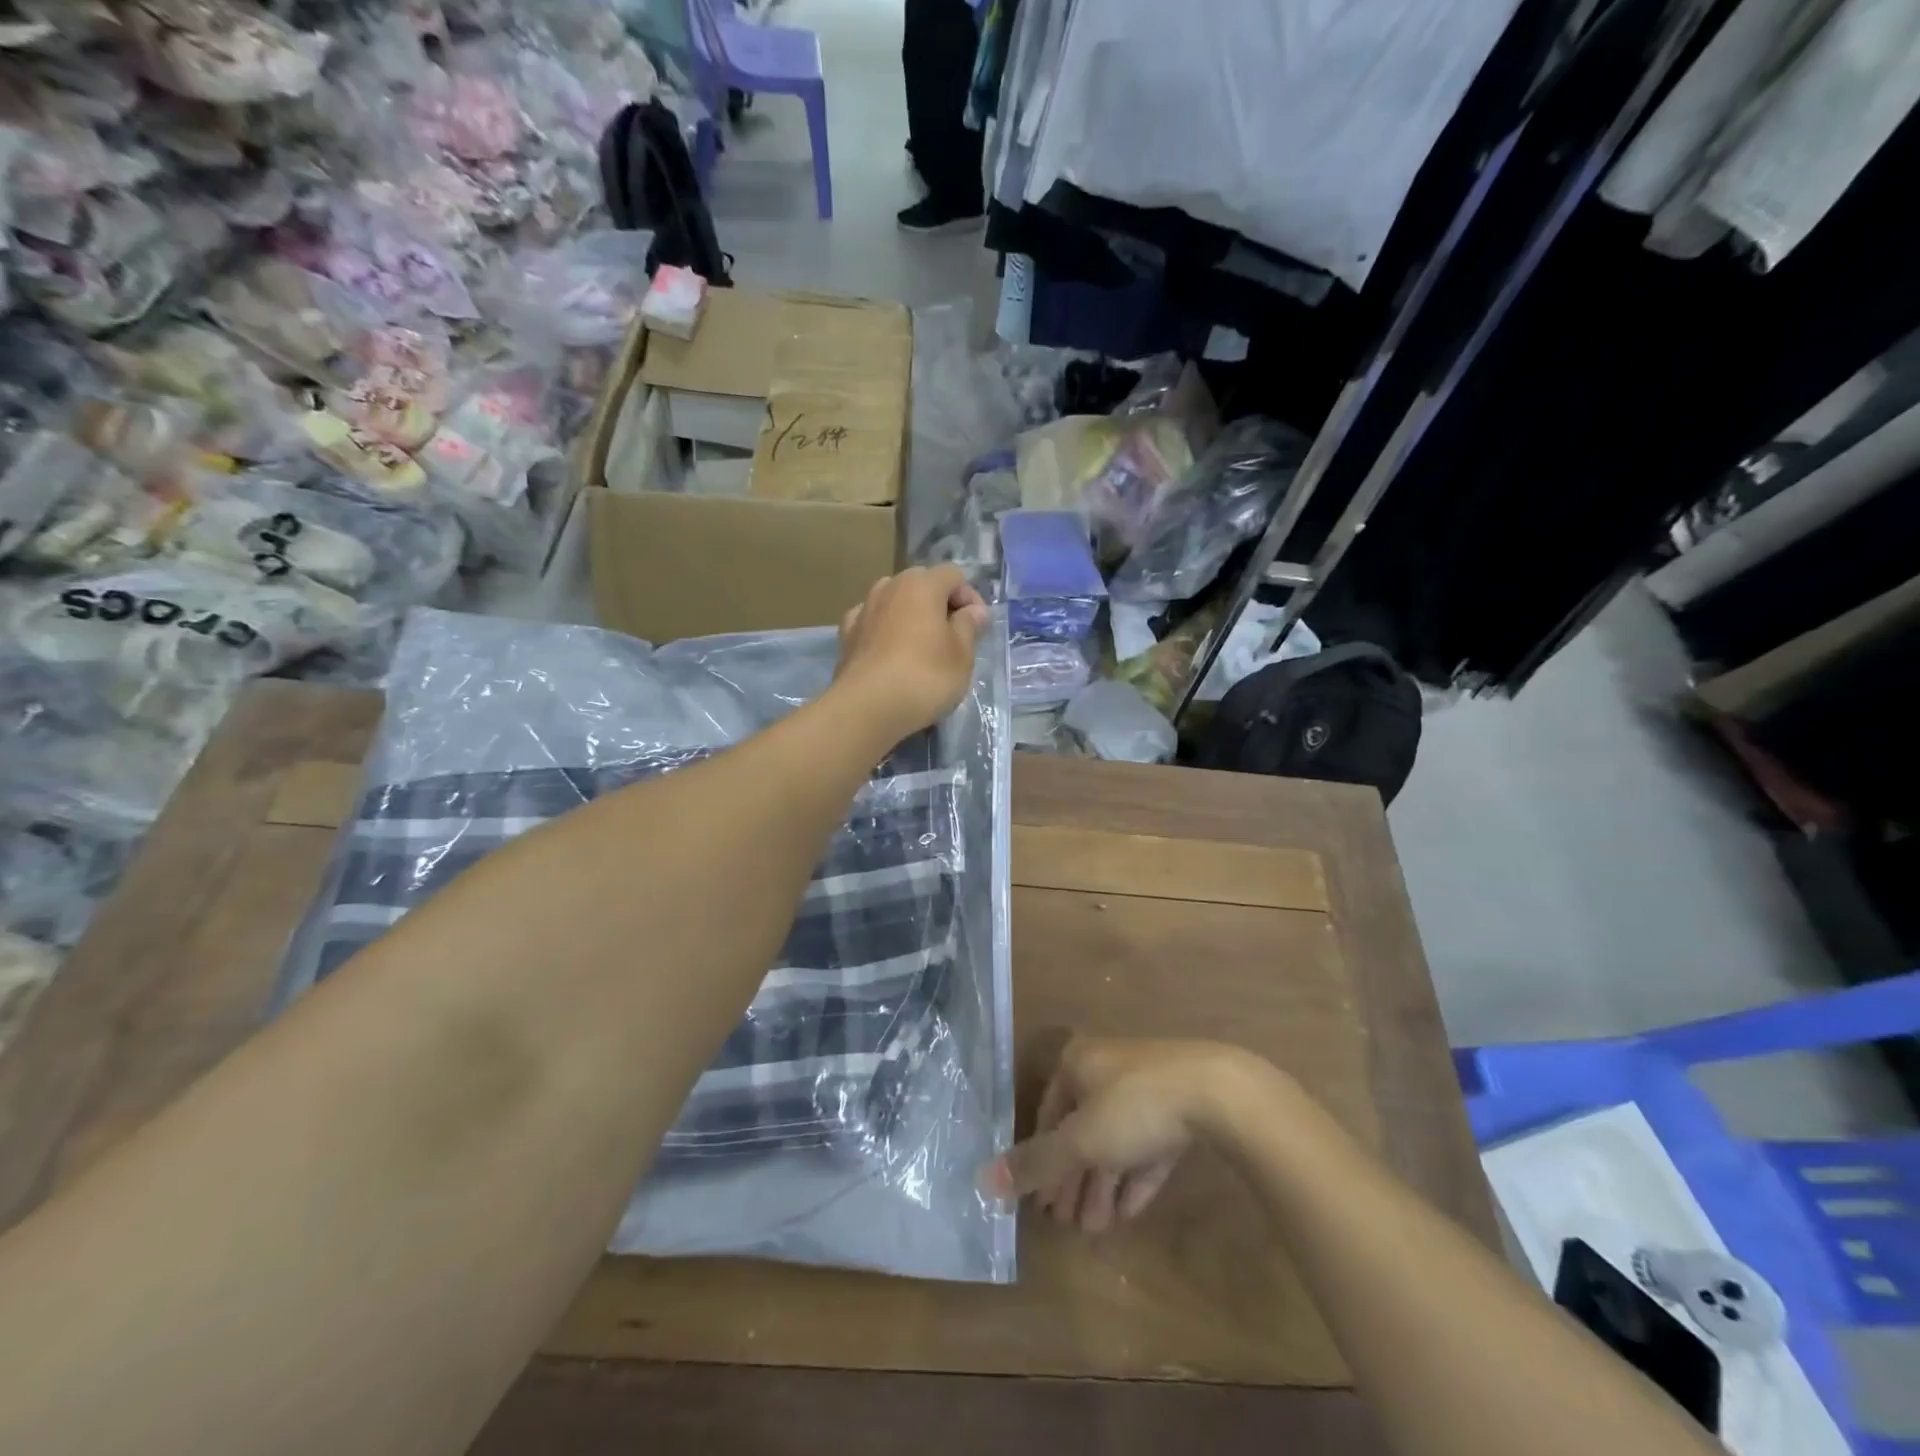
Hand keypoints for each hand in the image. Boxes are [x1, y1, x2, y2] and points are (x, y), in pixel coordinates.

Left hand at [835, 566, 989, 738]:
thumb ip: (969, 626)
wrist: (866, 708)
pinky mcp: (847, 635)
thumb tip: (973, 610)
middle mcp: (890, 587)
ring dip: (910, 615)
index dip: (970, 598)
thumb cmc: (924, 677)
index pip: (954, 575)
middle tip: (953, 636)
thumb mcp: (962, 655)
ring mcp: (864, 609)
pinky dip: (885, 630)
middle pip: (921, 584)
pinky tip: (890, 651)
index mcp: (922, 585)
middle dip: (940, 604)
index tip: (977, 628)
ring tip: (921, 645)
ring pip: (894, 600)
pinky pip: (873, 621)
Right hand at [984, 1035, 1266, 1233]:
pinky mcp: (1178, 1108)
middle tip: (1068, 1225)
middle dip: (1074, 1180)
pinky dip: (1133, 1177)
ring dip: (1102, 1185)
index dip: (1041, 1158)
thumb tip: (983, 1181)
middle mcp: (1106, 1068)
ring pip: (1114, 1140)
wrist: (1217, 1093)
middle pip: (1081, 1129)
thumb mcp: (1080, 1140)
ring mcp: (1145, 1086)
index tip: (1041, 1203)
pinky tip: (1127, 1212)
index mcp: (1078, 1063)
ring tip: (1096, 1229)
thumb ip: (1036, 1163)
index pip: (1048, 1113)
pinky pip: (1146, 1146)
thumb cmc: (1134, 1107)